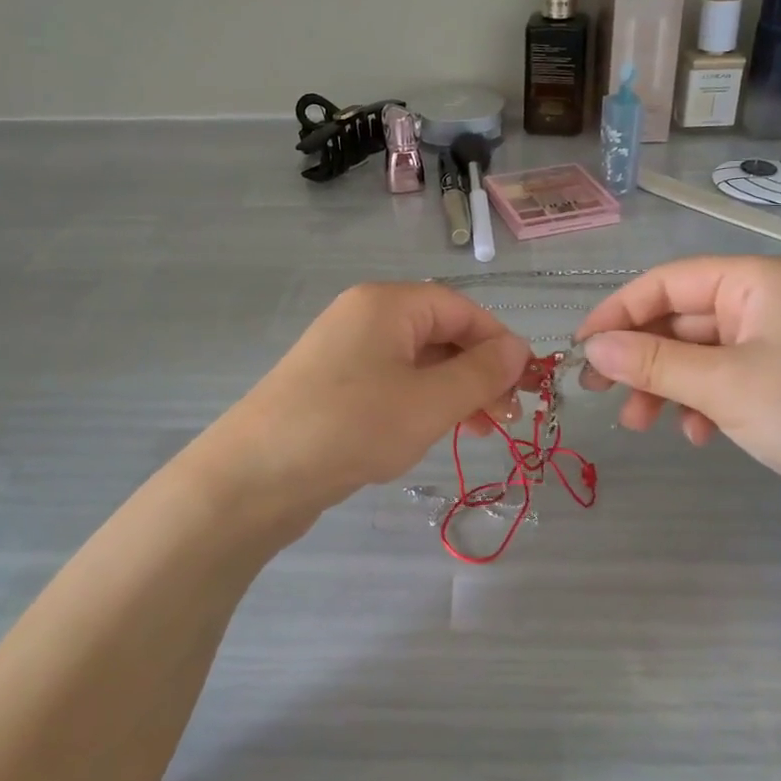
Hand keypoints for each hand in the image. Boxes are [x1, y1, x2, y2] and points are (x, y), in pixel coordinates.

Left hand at [198, 283, 531, 541]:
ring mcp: (343, 352)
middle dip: (478, 373)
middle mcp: (364, 317)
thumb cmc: (352, 426)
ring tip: (479, 433)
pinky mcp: (331, 386)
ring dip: (454, 392)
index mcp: (387, 304)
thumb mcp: (429, 402)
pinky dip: (420, 404)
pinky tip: (432, 434)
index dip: (499, 342)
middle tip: (506, 418)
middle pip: (439, 334)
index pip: (461, 308)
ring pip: (416, 363)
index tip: (526, 385)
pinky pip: (390, 384)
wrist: (254, 476)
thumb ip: (481, 373)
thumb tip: (518, 349)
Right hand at [575, 257, 780, 539]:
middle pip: (681, 319)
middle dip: (641, 357)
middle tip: (600, 391)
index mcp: (757, 282)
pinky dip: (702, 404)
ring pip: (699, 355)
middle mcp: (766, 304)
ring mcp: (778, 345)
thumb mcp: (722, 384)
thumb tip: (592, 348)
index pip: (668, 282)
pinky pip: (725, 382)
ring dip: (665, 386)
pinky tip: (698, 436)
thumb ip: (651, 362)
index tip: (581, 347)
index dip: (619, 311)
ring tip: (639, 425)